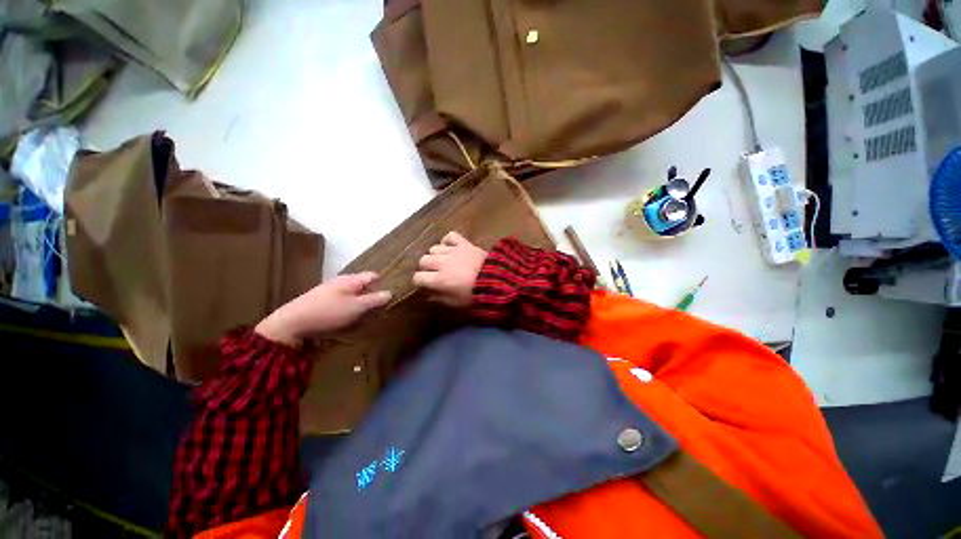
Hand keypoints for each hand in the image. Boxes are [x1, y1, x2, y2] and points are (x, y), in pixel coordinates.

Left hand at [255, 272, 391, 345]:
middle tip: (385, 305)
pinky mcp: (323, 300)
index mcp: (351, 279)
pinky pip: (344, 300)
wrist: (292, 323)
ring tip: (371, 312)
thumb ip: (374, 299)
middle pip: (364, 284)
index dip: (385, 281)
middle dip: (374, 292)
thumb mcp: (356, 307)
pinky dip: (352, 305)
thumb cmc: (328, 312)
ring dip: (363, 300)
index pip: (373, 275)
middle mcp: (342, 281)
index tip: (394, 291)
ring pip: (354, 293)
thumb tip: (390, 292)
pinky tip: (353, 315)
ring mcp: (331, 290)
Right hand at [413, 232, 487, 307]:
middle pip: (423, 260)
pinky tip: (449, 247)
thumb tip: (428, 294)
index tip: (425, 284)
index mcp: (439, 280)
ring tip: (443, 261)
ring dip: (436, 255)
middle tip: (434, 273)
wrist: (497, 281)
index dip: (419, 281)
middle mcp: (442, 263)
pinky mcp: (464, 243)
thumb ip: (439, 298)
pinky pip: (450, 236)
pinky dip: (447, 240)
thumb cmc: (475, 295)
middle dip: (426, 268)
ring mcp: (453, 251)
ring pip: (434, 248)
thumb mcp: (456, 303)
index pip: (418, 277)